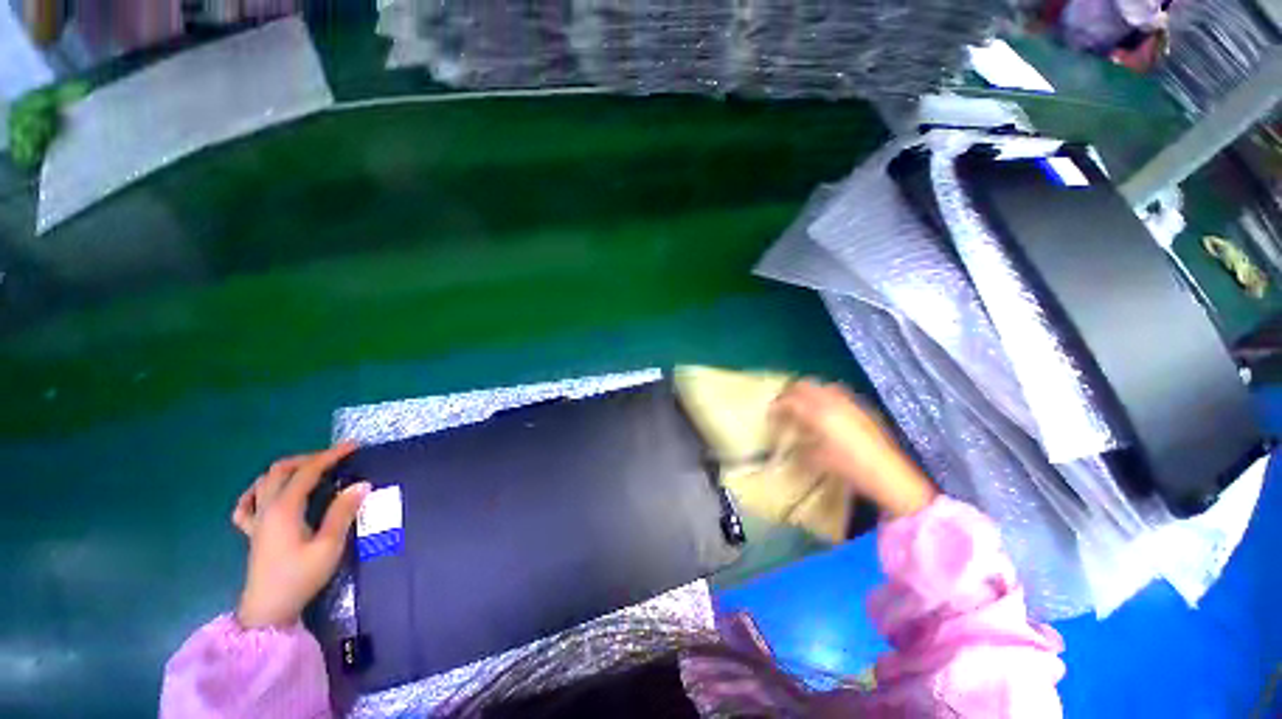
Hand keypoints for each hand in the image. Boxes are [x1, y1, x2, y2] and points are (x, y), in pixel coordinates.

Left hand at [231, 443, 369, 628]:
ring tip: (311, 471)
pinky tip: (269, 494)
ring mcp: (256, 520)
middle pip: (281, 470)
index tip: (353, 446)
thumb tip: (362, 484)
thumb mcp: (329, 546)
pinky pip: (247, 504)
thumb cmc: (300, 577)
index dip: (331, 455)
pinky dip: (258, 492)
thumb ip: (343, 513)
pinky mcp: (253, 533)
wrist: (268, 610)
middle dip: (309, 458)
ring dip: (288, 470)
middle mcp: (267, 508)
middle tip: (335, 458)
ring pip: (264, 481)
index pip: (308, 471)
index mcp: (285, 508)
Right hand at [772, 380, 936, 518]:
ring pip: (821, 385)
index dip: (777, 405)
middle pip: (804, 385)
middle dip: (791, 392)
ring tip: (803, 404)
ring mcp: (848, 402)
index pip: (790, 401)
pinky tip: (826, 409)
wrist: (887, 474)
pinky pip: (837, 392)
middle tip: (783, 403)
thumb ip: (799, 445)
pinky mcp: (861, 407)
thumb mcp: (816, 459)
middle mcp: (832, 401)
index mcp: (817, 413)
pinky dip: (825, 395)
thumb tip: (791, 440)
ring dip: (808, 391)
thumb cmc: (848, 467)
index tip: (770, 412)